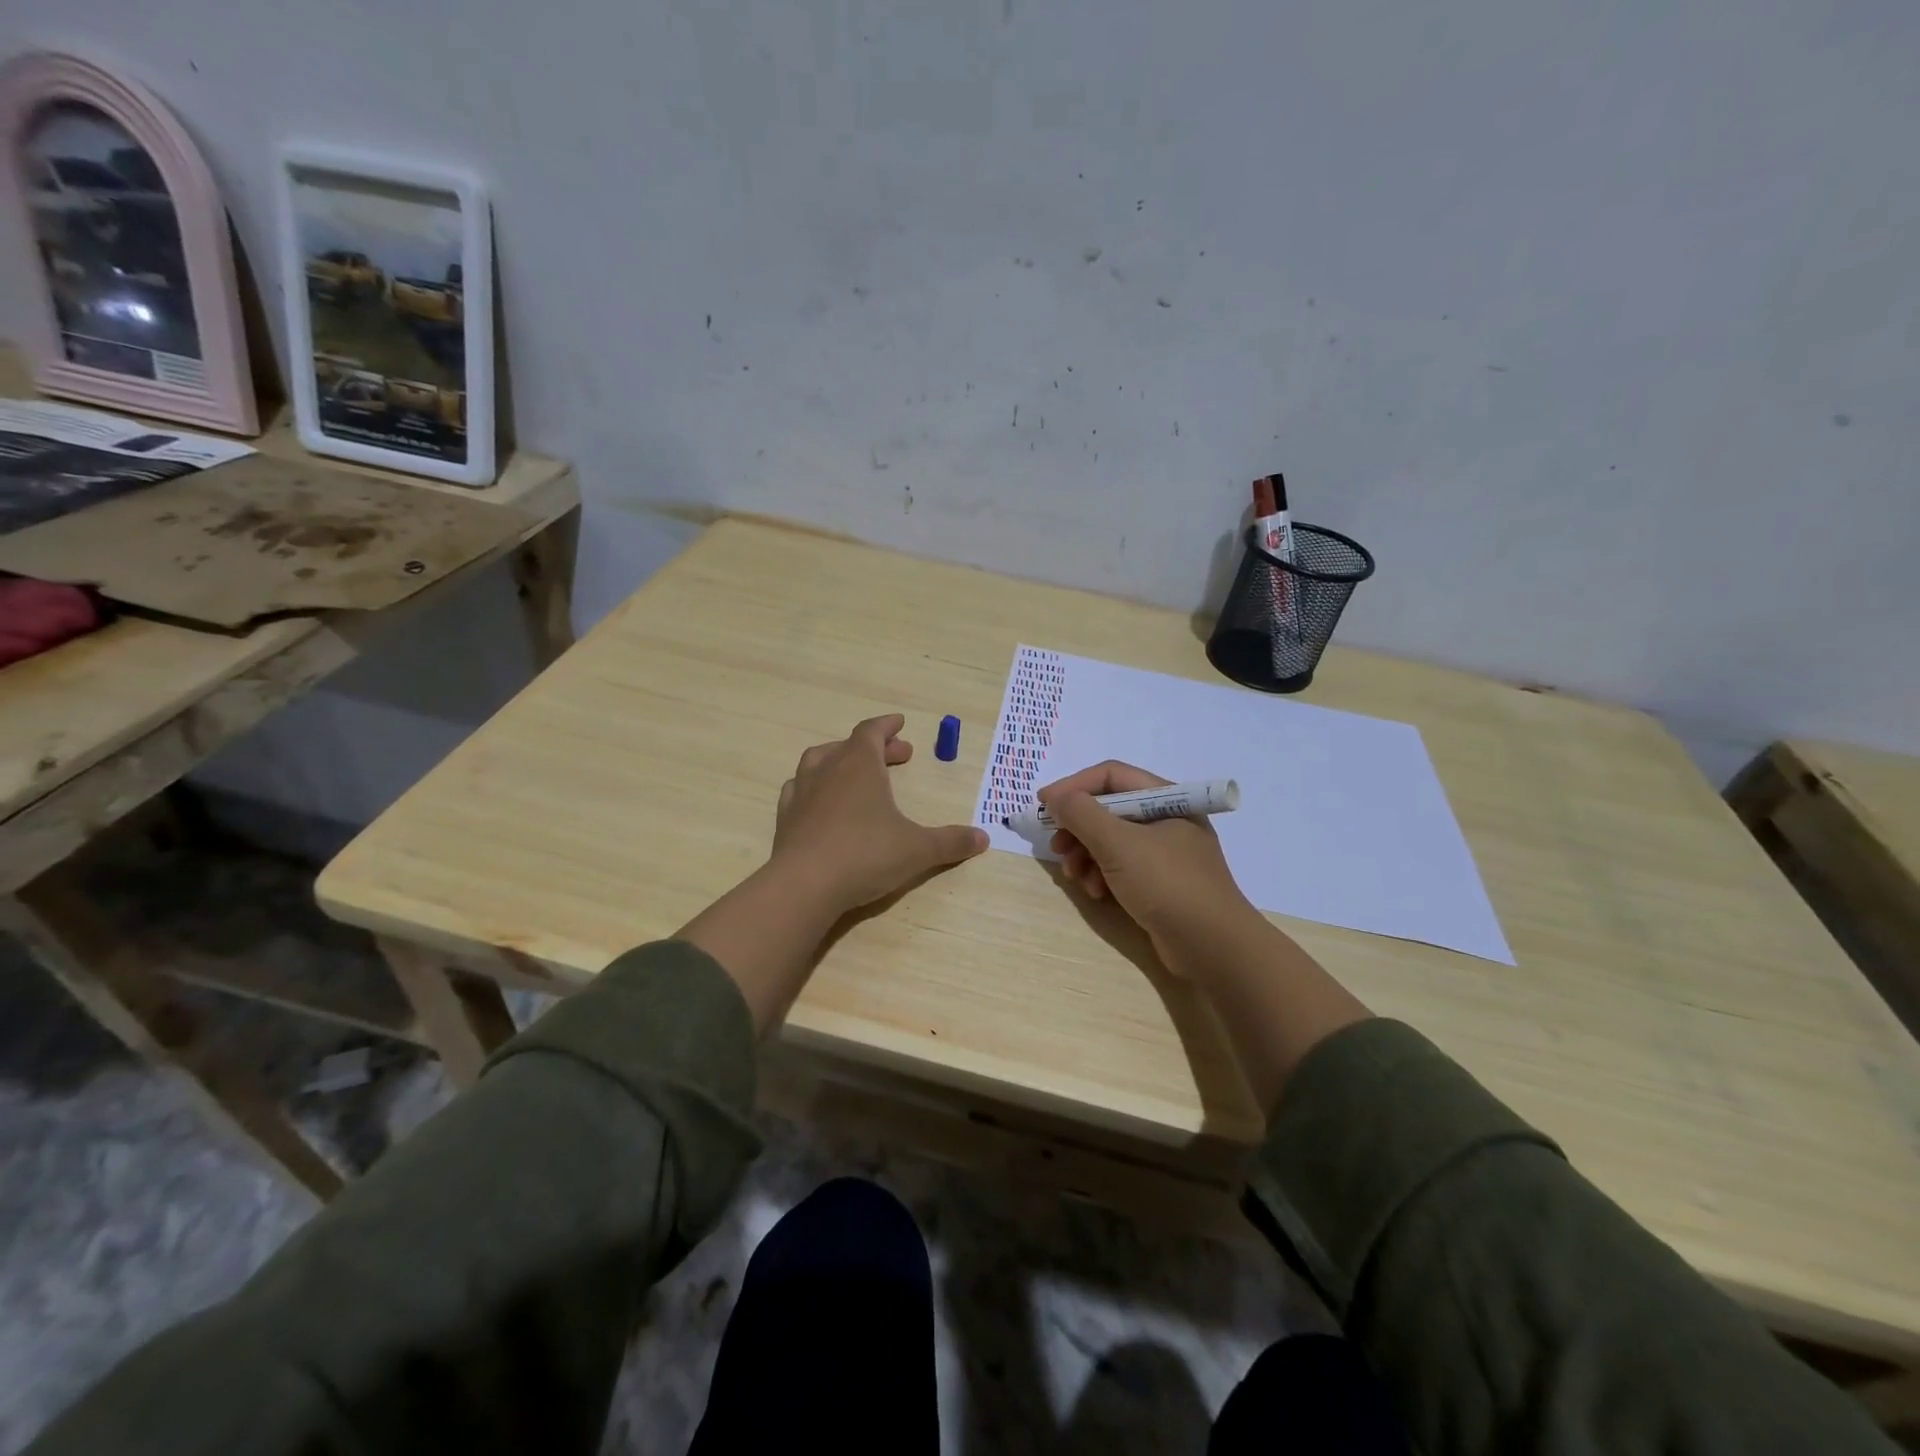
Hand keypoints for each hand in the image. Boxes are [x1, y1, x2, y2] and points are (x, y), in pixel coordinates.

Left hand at [772, 714, 987, 916]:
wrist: (804, 885)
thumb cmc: (866, 855)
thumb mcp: (918, 849)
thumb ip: (950, 842)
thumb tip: (983, 838)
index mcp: (860, 764)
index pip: (872, 730)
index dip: (887, 726)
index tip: (900, 723)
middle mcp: (828, 769)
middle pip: (850, 745)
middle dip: (875, 747)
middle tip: (899, 756)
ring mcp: (801, 792)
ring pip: (818, 761)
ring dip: (840, 760)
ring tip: (856, 772)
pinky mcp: (785, 818)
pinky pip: (799, 789)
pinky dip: (814, 788)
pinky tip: (822, 803)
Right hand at [1040, 761, 1262, 973]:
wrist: (1213, 947)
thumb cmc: (1167, 884)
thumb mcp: (1118, 844)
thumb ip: (1082, 814)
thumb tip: (1056, 797)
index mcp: (1167, 799)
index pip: (1111, 776)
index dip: (1073, 786)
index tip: (1043, 804)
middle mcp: (1167, 819)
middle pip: (1109, 809)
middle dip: (1078, 828)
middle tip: (1056, 847)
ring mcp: (1166, 853)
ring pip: (1112, 840)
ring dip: (1087, 855)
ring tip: (1075, 876)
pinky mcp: (1161, 882)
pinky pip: (1123, 866)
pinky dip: (1103, 875)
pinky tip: (1097, 894)